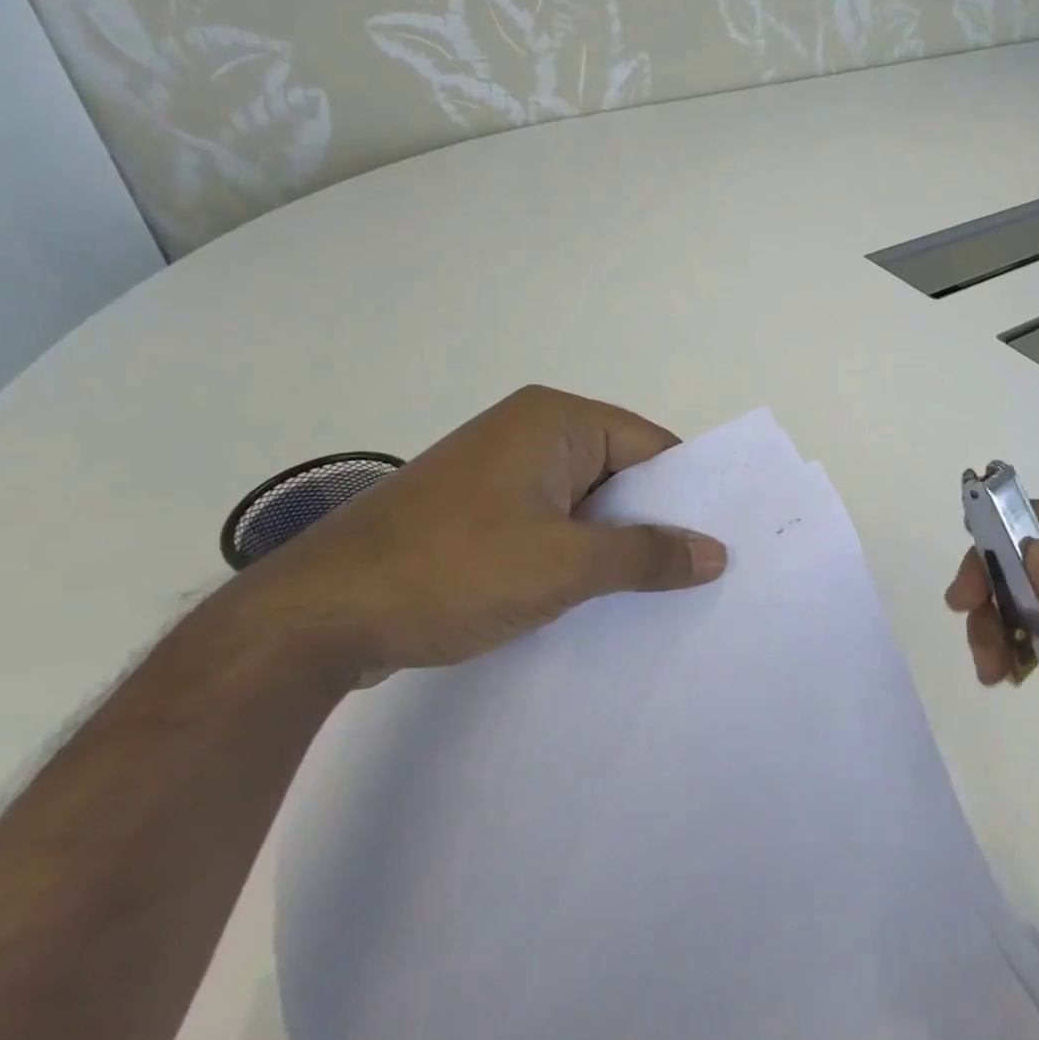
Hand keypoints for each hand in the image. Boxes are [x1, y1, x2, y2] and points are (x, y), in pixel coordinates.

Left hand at [218, 386, 726, 683]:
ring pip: (586, 502)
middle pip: (621, 472)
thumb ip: (647, 556)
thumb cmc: (451, 571)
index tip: (724, 538)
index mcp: (555, 421)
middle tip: (704, 570)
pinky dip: (578, 553)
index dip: (690, 492)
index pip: (651, 446)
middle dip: (656, 521)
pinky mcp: (477, 511)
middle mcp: (529, 432)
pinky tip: (598, 595)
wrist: (314, 619)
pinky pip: (551, 522)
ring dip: (616, 542)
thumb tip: (716, 553)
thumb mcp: (564, 565)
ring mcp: (499, 472)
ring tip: (662, 589)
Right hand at [946, 502, 1038, 885]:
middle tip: (962, 606)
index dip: (1032, 523)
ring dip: (994, 618)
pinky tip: (997, 677)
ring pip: (1027, 594)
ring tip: (987, 668)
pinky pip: (1024, 633)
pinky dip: (1001, 644)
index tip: (982, 545)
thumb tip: (1038, 550)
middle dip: (999, 573)